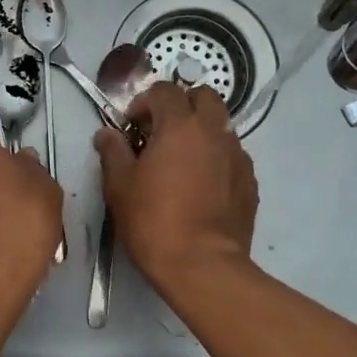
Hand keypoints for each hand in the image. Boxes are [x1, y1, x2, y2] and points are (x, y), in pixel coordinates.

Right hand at [95, 83, 257, 290]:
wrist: (202, 265)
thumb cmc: (153, 221)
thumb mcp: (119, 185)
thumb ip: (113, 151)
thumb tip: (107, 134)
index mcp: (180, 126)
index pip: (164, 91)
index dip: (144, 103)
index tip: (132, 128)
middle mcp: (214, 132)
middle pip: (203, 96)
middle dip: (181, 106)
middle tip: (161, 133)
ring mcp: (237, 156)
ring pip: (220, 126)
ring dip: (200, 131)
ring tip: (181, 162)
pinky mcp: (249, 181)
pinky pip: (231, 155)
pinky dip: (215, 158)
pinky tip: (200, 186)